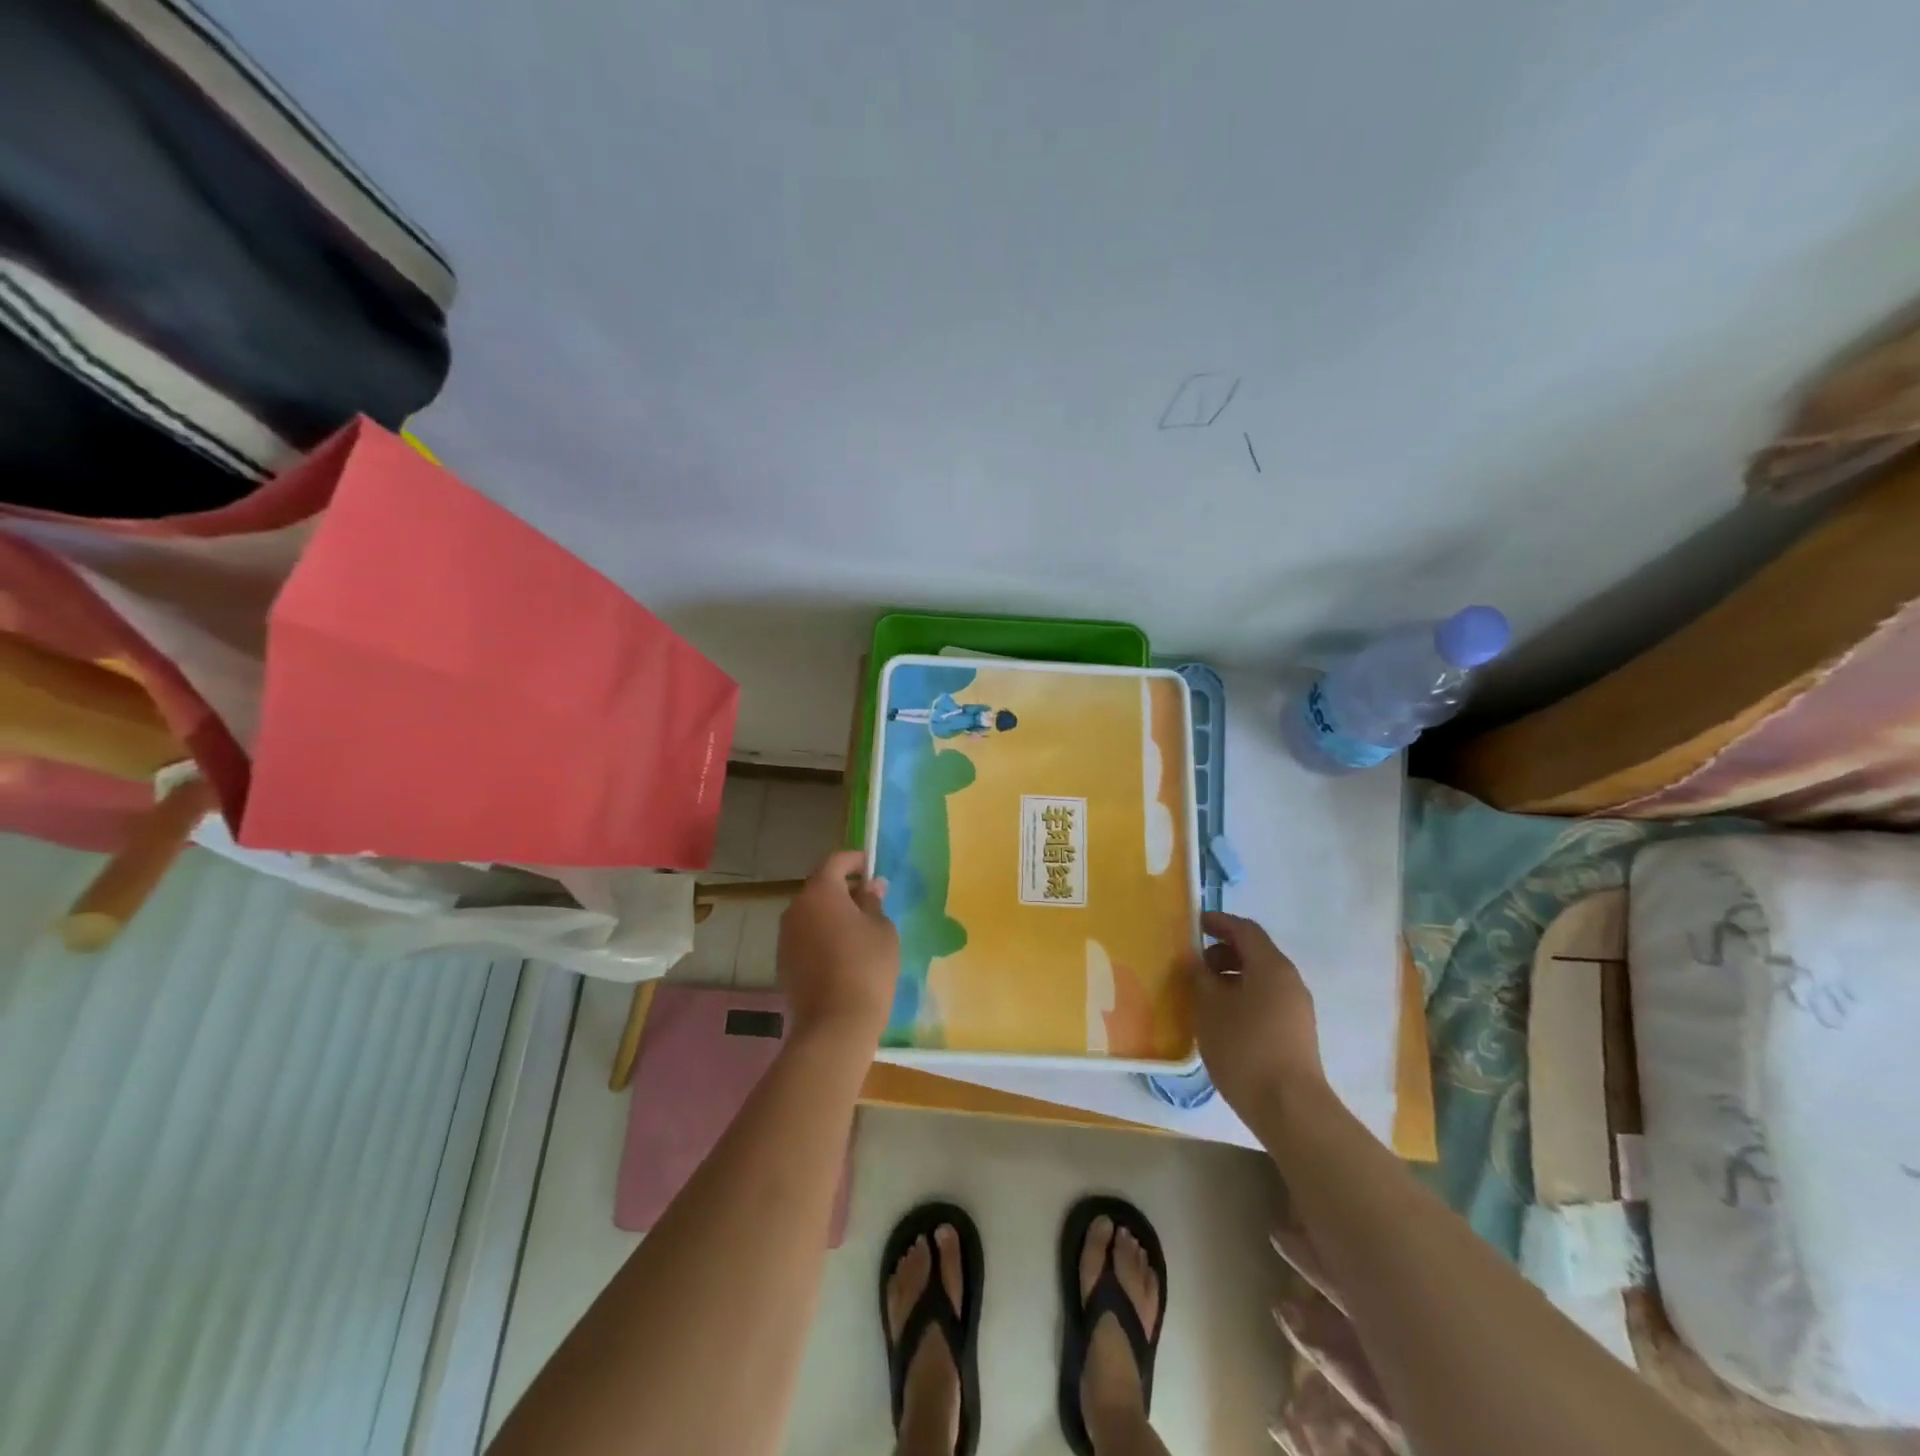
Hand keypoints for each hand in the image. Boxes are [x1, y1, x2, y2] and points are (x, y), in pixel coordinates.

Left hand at [777, 850, 899, 1052]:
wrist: (835, 1024)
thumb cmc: (866, 967)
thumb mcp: (882, 929)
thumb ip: (873, 902)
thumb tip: (870, 887)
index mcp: (820, 892)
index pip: (836, 861)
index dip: (855, 860)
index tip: (872, 866)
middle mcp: (796, 908)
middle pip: (821, 887)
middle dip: (844, 888)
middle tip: (870, 899)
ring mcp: (786, 936)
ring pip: (812, 913)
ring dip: (832, 913)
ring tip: (859, 928)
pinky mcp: (784, 961)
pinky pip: (806, 936)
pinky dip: (822, 935)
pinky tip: (843, 952)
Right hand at [1187, 911, 1327, 1120]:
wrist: (1290, 1108)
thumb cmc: (1245, 1048)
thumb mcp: (1210, 1008)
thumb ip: (1199, 977)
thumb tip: (1195, 959)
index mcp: (1271, 966)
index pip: (1244, 929)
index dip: (1218, 922)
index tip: (1194, 923)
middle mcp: (1289, 980)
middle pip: (1255, 952)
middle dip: (1223, 951)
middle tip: (1194, 964)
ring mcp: (1297, 1007)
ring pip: (1261, 977)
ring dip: (1232, 976)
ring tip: (1204, 993)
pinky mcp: (1296, 1032)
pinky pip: (1266, 998)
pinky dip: (1243, 996)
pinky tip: (1222, 1018)